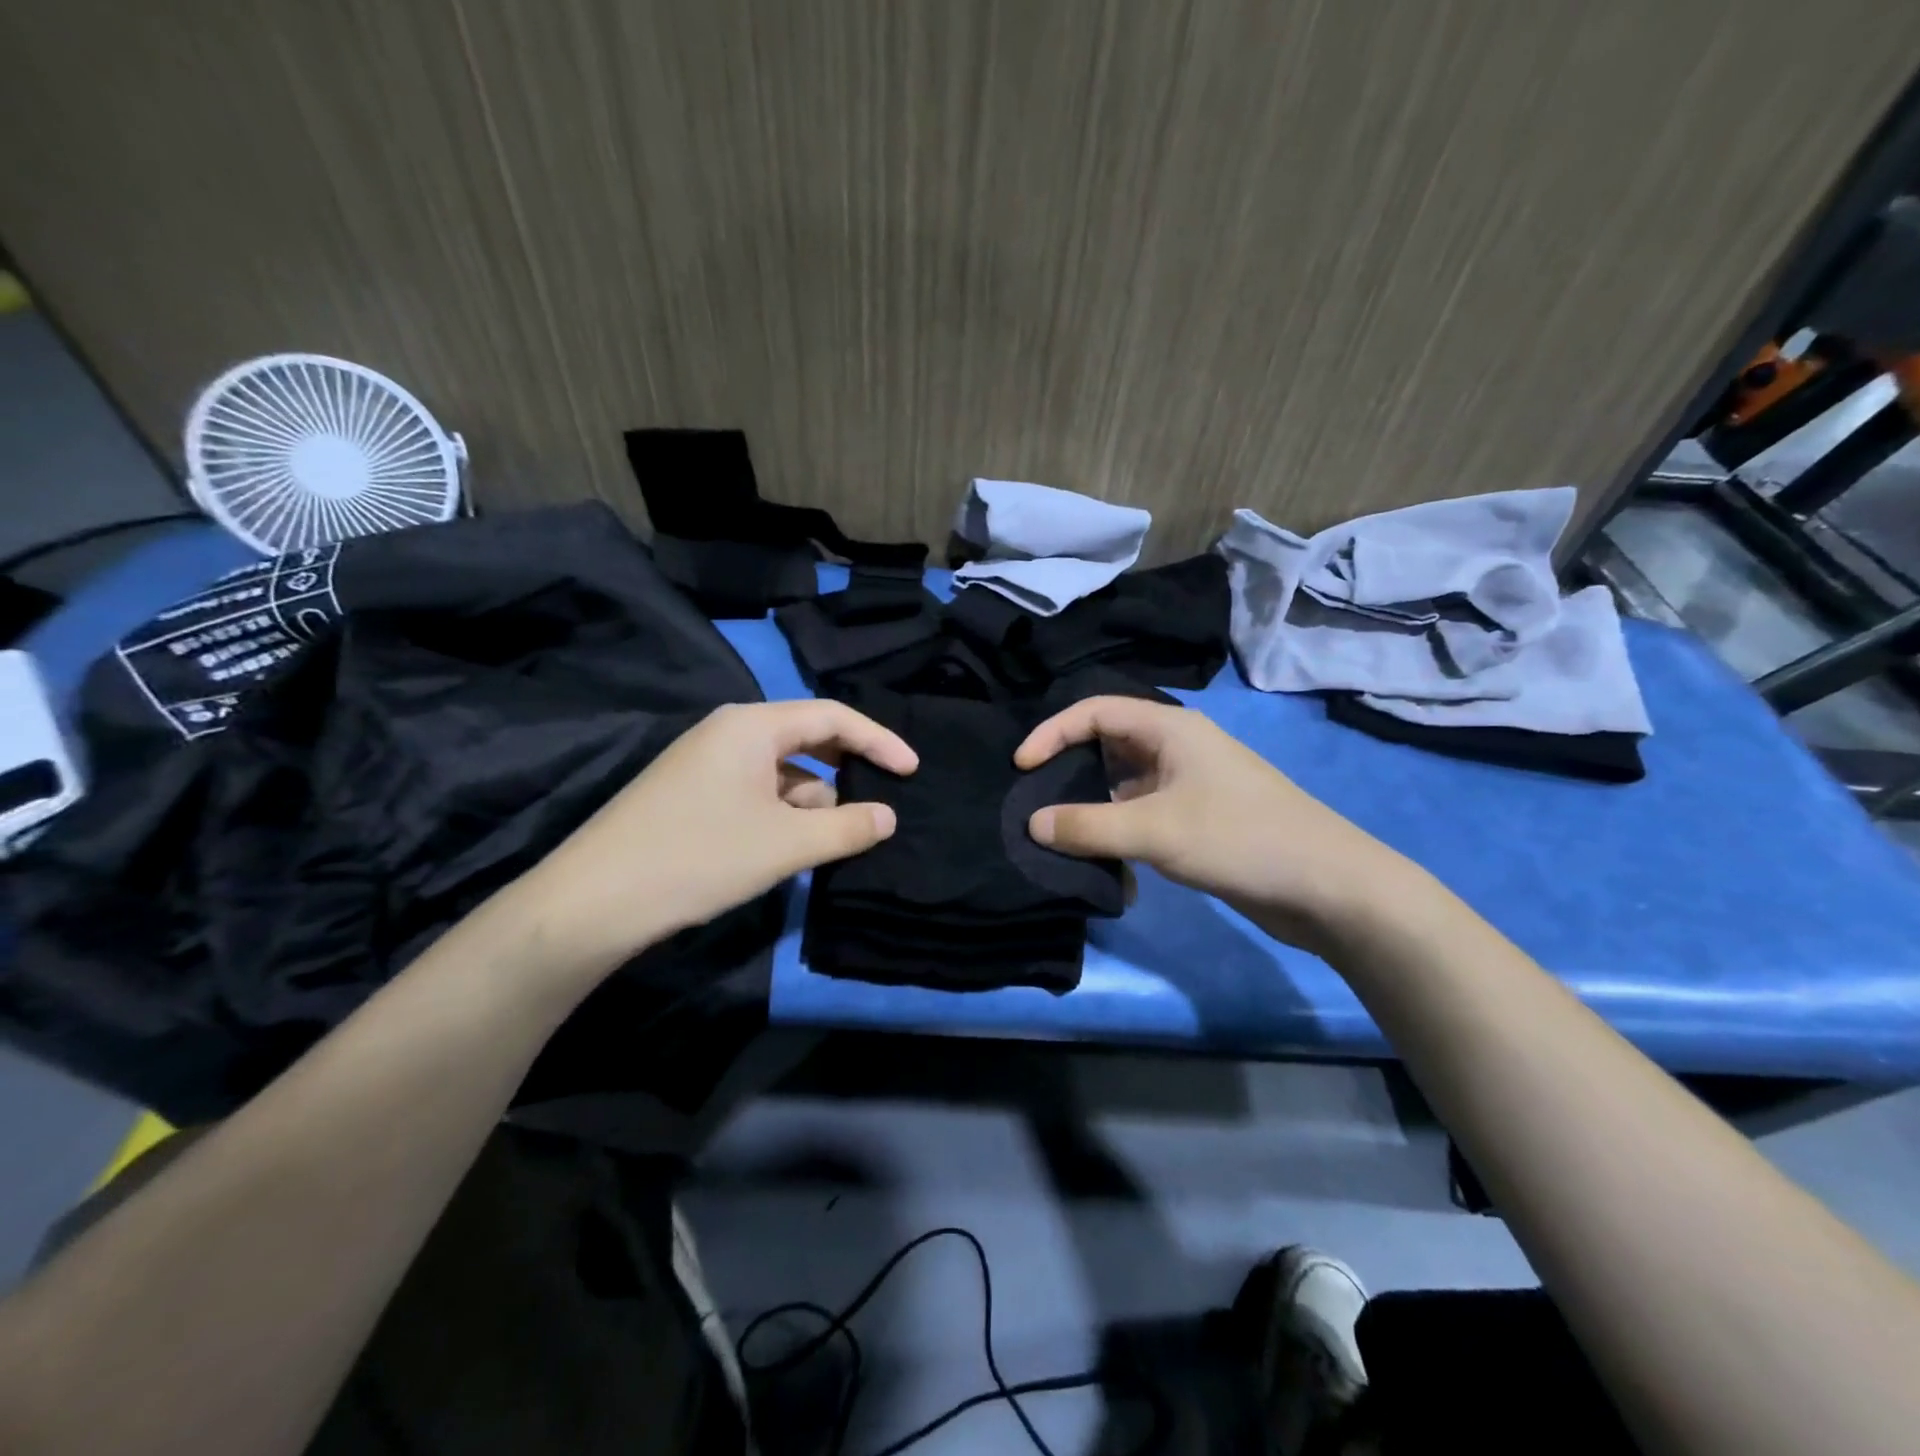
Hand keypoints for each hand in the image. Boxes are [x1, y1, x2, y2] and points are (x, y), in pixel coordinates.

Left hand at [503, 700, 916, 980]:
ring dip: (813, 800)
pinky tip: (791, 847)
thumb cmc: (698, 857)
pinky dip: (783, 813)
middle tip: (880, 802)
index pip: (833, 716)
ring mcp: (705, 762)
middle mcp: (728, 731)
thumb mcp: (785, 845)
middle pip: (807, 738)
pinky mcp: (691, 792)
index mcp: (752, 725)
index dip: (879, 741)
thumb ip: (847, 828)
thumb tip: (888, 816)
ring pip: (780, 771)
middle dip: (846, 771)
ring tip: (835, 840)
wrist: (591, 903)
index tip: (912, 771)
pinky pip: (755, 791)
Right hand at [1015, 696, 1419, 948]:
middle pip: (1106, 747)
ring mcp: (1190, 785)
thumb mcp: (1154, 830)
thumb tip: (1033, 824)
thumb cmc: (1239, 839)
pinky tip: (1116, 875)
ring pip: (1123, 788)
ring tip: (1066, 842)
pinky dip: (1123, 838)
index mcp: (1170, 728)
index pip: (1095, 711)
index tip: (1021, 767)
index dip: (1052, 732)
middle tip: (1036, 803)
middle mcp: (1177, 748)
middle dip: (1069, 773)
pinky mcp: (1199, 820)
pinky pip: (1144, 818)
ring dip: (1095, 813)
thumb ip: (1087, 826)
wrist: (1329, 887)